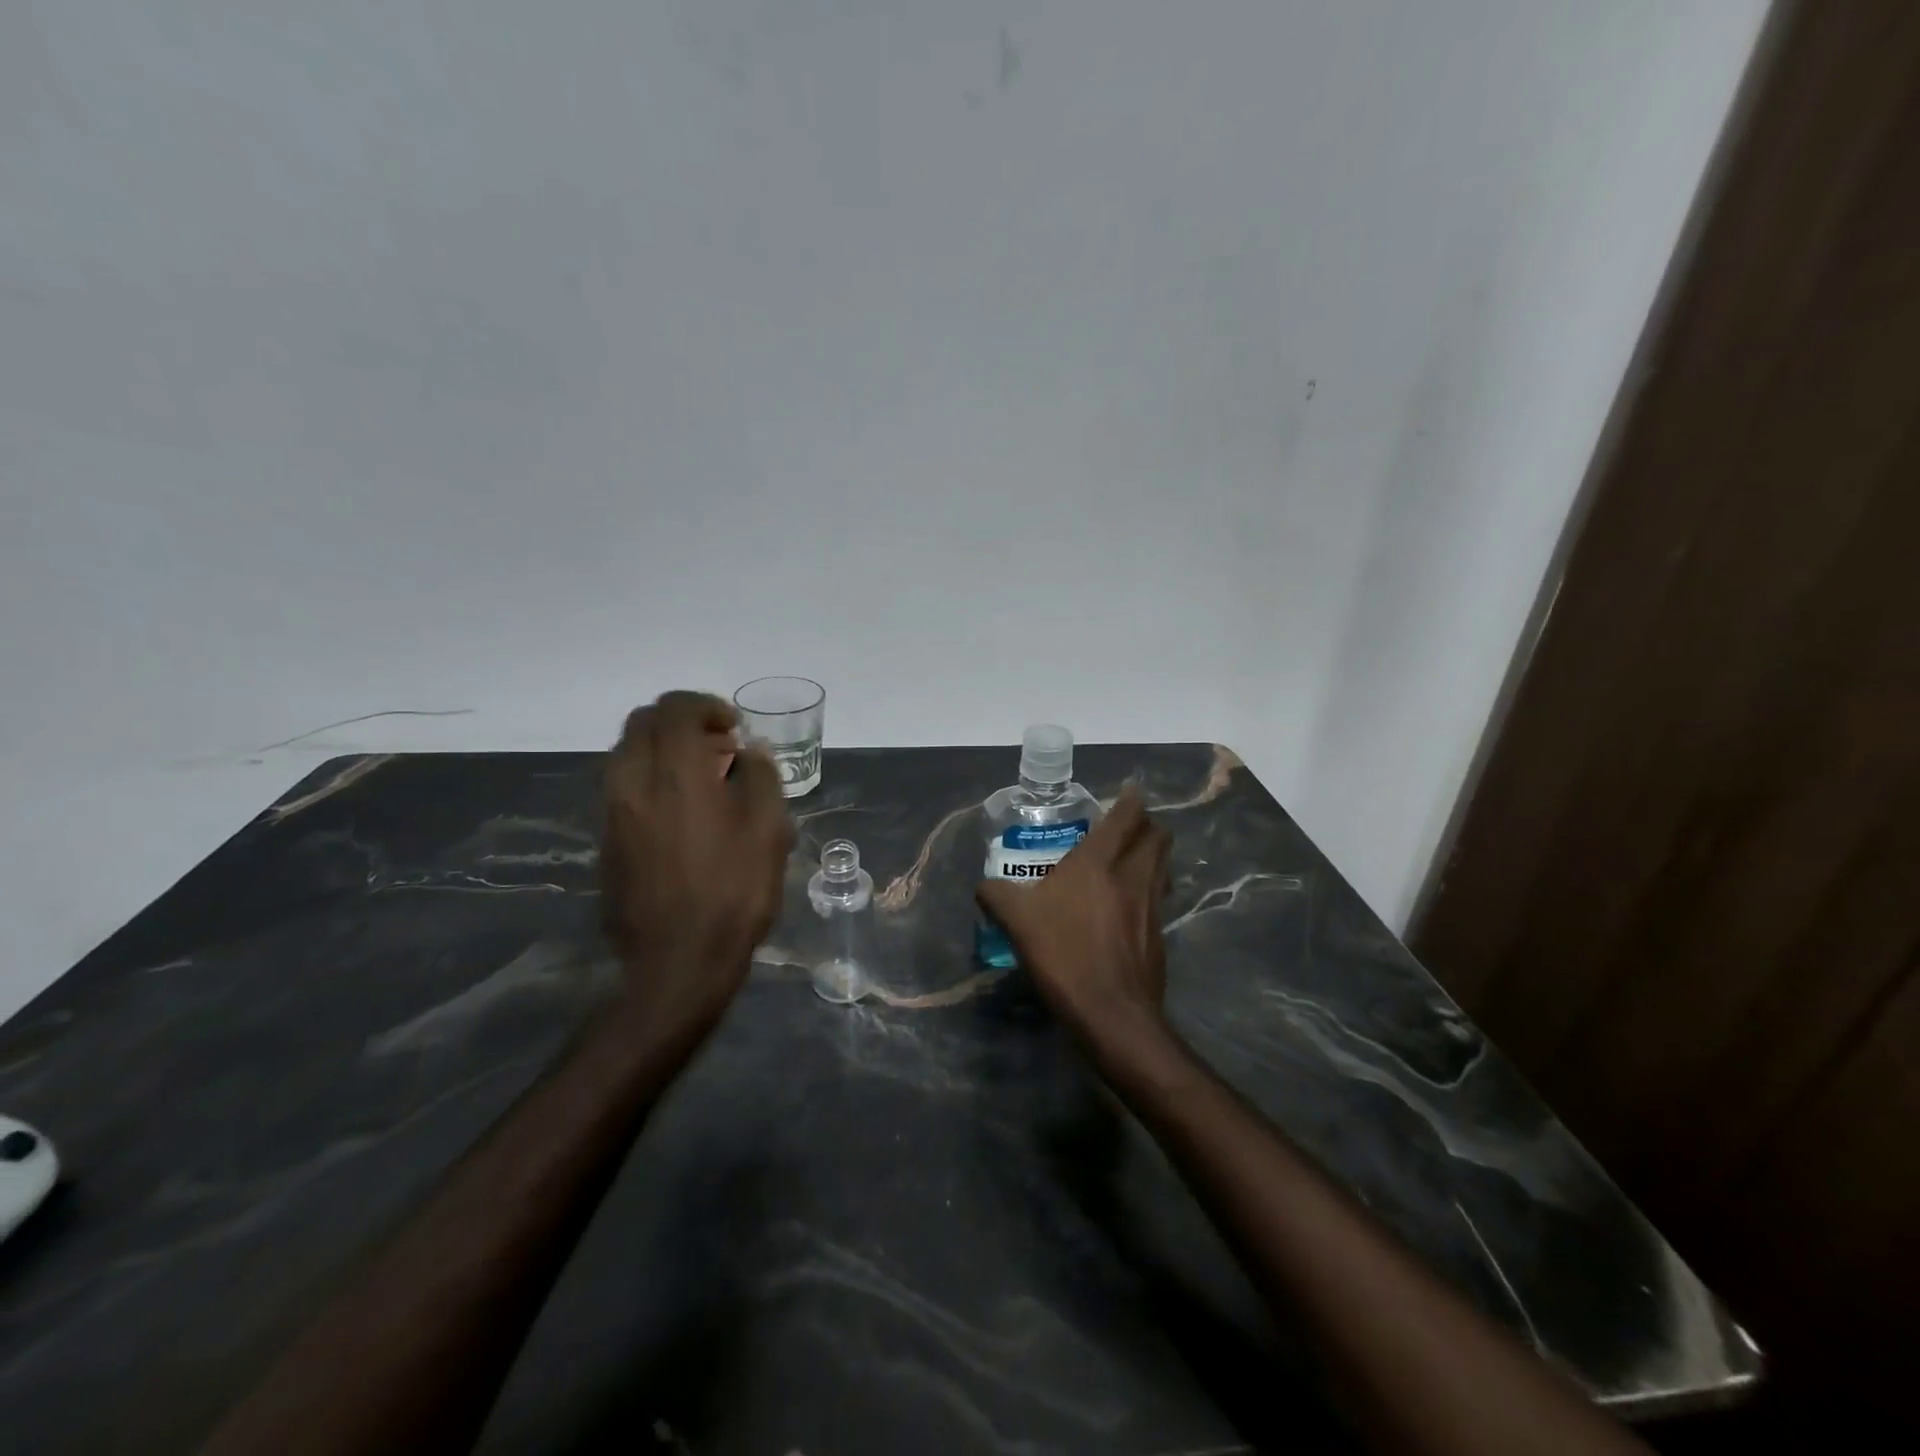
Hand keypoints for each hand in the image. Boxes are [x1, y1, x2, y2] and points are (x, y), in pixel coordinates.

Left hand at [601, 691, 793, 1035]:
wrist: (677, 962)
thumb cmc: (732, 892)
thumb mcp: (768, 830)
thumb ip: (761, 777)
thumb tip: (750, 752)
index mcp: (674, 772)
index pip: (675, 708)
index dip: (707, 706)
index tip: (734, 729)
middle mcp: (632, 781)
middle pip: (643, 722)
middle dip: (682, 722)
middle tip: (719, 747)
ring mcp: (613, 811)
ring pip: (628, 753)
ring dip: (664, 750)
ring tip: (703, 779)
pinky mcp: (606, 839)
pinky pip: (624, 785)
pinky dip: (651, 778)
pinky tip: (683, 811)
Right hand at [975, 789, 1173, 1040]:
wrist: (1111, 1013)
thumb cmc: (1064, 955)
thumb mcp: (1016, 921)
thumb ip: (996, 895)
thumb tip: (983, 886)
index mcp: (1099, 862)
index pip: (1126, 817)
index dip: (1130, 799)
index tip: (1128, 791)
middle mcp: (1132, 875)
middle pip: (1157, 836)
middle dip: (1148, 824)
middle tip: (1128, 825)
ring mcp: (1151, 905)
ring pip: (1163, 864)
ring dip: (1153, 853)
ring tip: (1133, 858)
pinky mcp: (1159, 934)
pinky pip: (1160, 896)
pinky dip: (1152, 886)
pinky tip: (1131, 902)